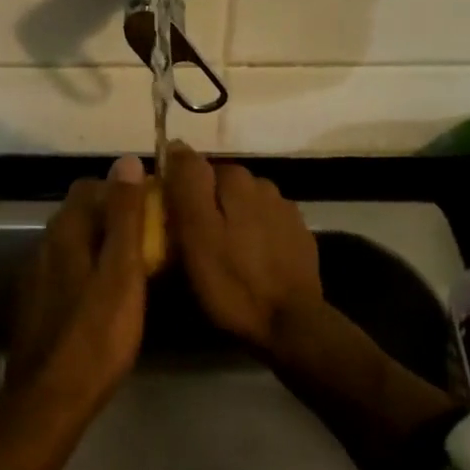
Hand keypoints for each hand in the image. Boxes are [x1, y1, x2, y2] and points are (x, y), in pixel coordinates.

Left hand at [0, 158, 149, 469]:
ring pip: (73, 243)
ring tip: (132, 269)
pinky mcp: (35, 303)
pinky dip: (87, 270)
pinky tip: (104, 297)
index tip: (152, 209)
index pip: (91, 187)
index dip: (122, 191)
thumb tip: (125, 160)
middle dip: (113, 217)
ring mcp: (36, 275)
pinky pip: (65, 270)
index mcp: (65, 231)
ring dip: (100, 245)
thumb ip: (125, 215)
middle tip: (148, 240)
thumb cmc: (96, 334)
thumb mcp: (122, 272)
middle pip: (80, 213)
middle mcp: (44, 244)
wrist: (50, 400)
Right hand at [164, 142, 321, 358]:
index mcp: (235, 179)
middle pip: (220, 186)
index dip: (178, 192)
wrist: (291, 324)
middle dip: (206, 205)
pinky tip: (249, 262)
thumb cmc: (232, 281)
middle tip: (192, 243)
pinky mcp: (299, 235)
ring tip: (221, 254)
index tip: (170, 221)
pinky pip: (265, 224)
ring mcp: (285, 209)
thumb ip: (187, 184)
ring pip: (244, 204)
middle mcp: (262, 183)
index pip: (194, 167)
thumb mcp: (196, 233)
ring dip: (231, 219)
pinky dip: (253, 235)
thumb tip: (177, 145)